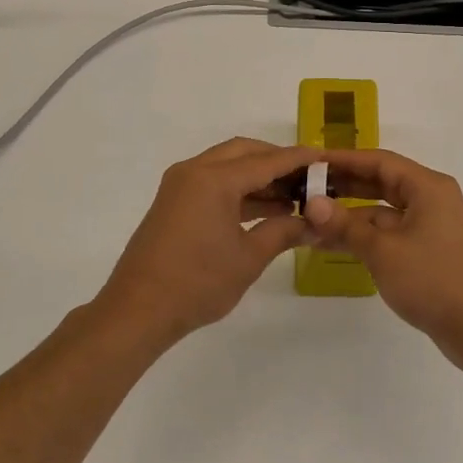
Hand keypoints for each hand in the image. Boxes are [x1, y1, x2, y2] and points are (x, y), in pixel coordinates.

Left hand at [92, 138, 317, 342]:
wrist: (138, 310)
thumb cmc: (198, 282)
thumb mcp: (249, 258)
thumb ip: (283, 232)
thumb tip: (313, 224)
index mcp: (214, 178)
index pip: (267, 161)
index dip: (298, 159)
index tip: (325, 157)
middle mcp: (194, 171)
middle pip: (244, 152)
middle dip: (276, 161)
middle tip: (307, 177)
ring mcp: (180, 185)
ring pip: (227, 165)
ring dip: (257, 176)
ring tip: (292, 196)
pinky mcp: (173, 202)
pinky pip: (213, 182)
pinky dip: (238, 189)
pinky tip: (264, 209)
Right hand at [303, 149, 462, 373]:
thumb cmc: (432, 280)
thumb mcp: (383, 251)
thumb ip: (346, 225)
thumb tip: (312, 204)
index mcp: (428, 187)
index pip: (379, 161)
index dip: (343, 160)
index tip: (311, 162)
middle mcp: (432, 199)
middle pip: (382, 182)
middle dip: (344, 186)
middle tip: (305, 189)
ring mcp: (432, 226)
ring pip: (384, 211)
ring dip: (350, 216)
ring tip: (310, 221)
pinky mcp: (429, 250)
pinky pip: (391, 232)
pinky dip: (366, 236)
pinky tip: (334, 244)